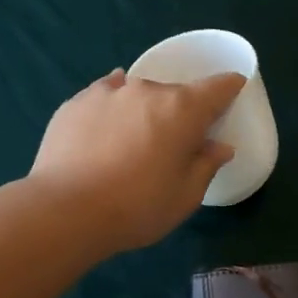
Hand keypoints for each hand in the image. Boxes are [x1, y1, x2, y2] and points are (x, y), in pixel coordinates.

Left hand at [27, 69, 244, 253]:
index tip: (233, 92)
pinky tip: (106, 125)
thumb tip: (219, 147)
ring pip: (137, 93)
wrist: (65, 210)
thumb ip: (206, 166)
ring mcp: (108, 93)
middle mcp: (147, 90)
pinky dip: (112, 107)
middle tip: (174, 144)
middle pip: (175, 94)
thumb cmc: (137, 207)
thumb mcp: (185, 196)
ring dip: (144, 110)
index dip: (229, 87)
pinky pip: (104, 96)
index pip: (218, 87)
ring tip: (134, 140)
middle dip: (180, 112)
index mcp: (183, 109)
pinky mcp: (75, 103)